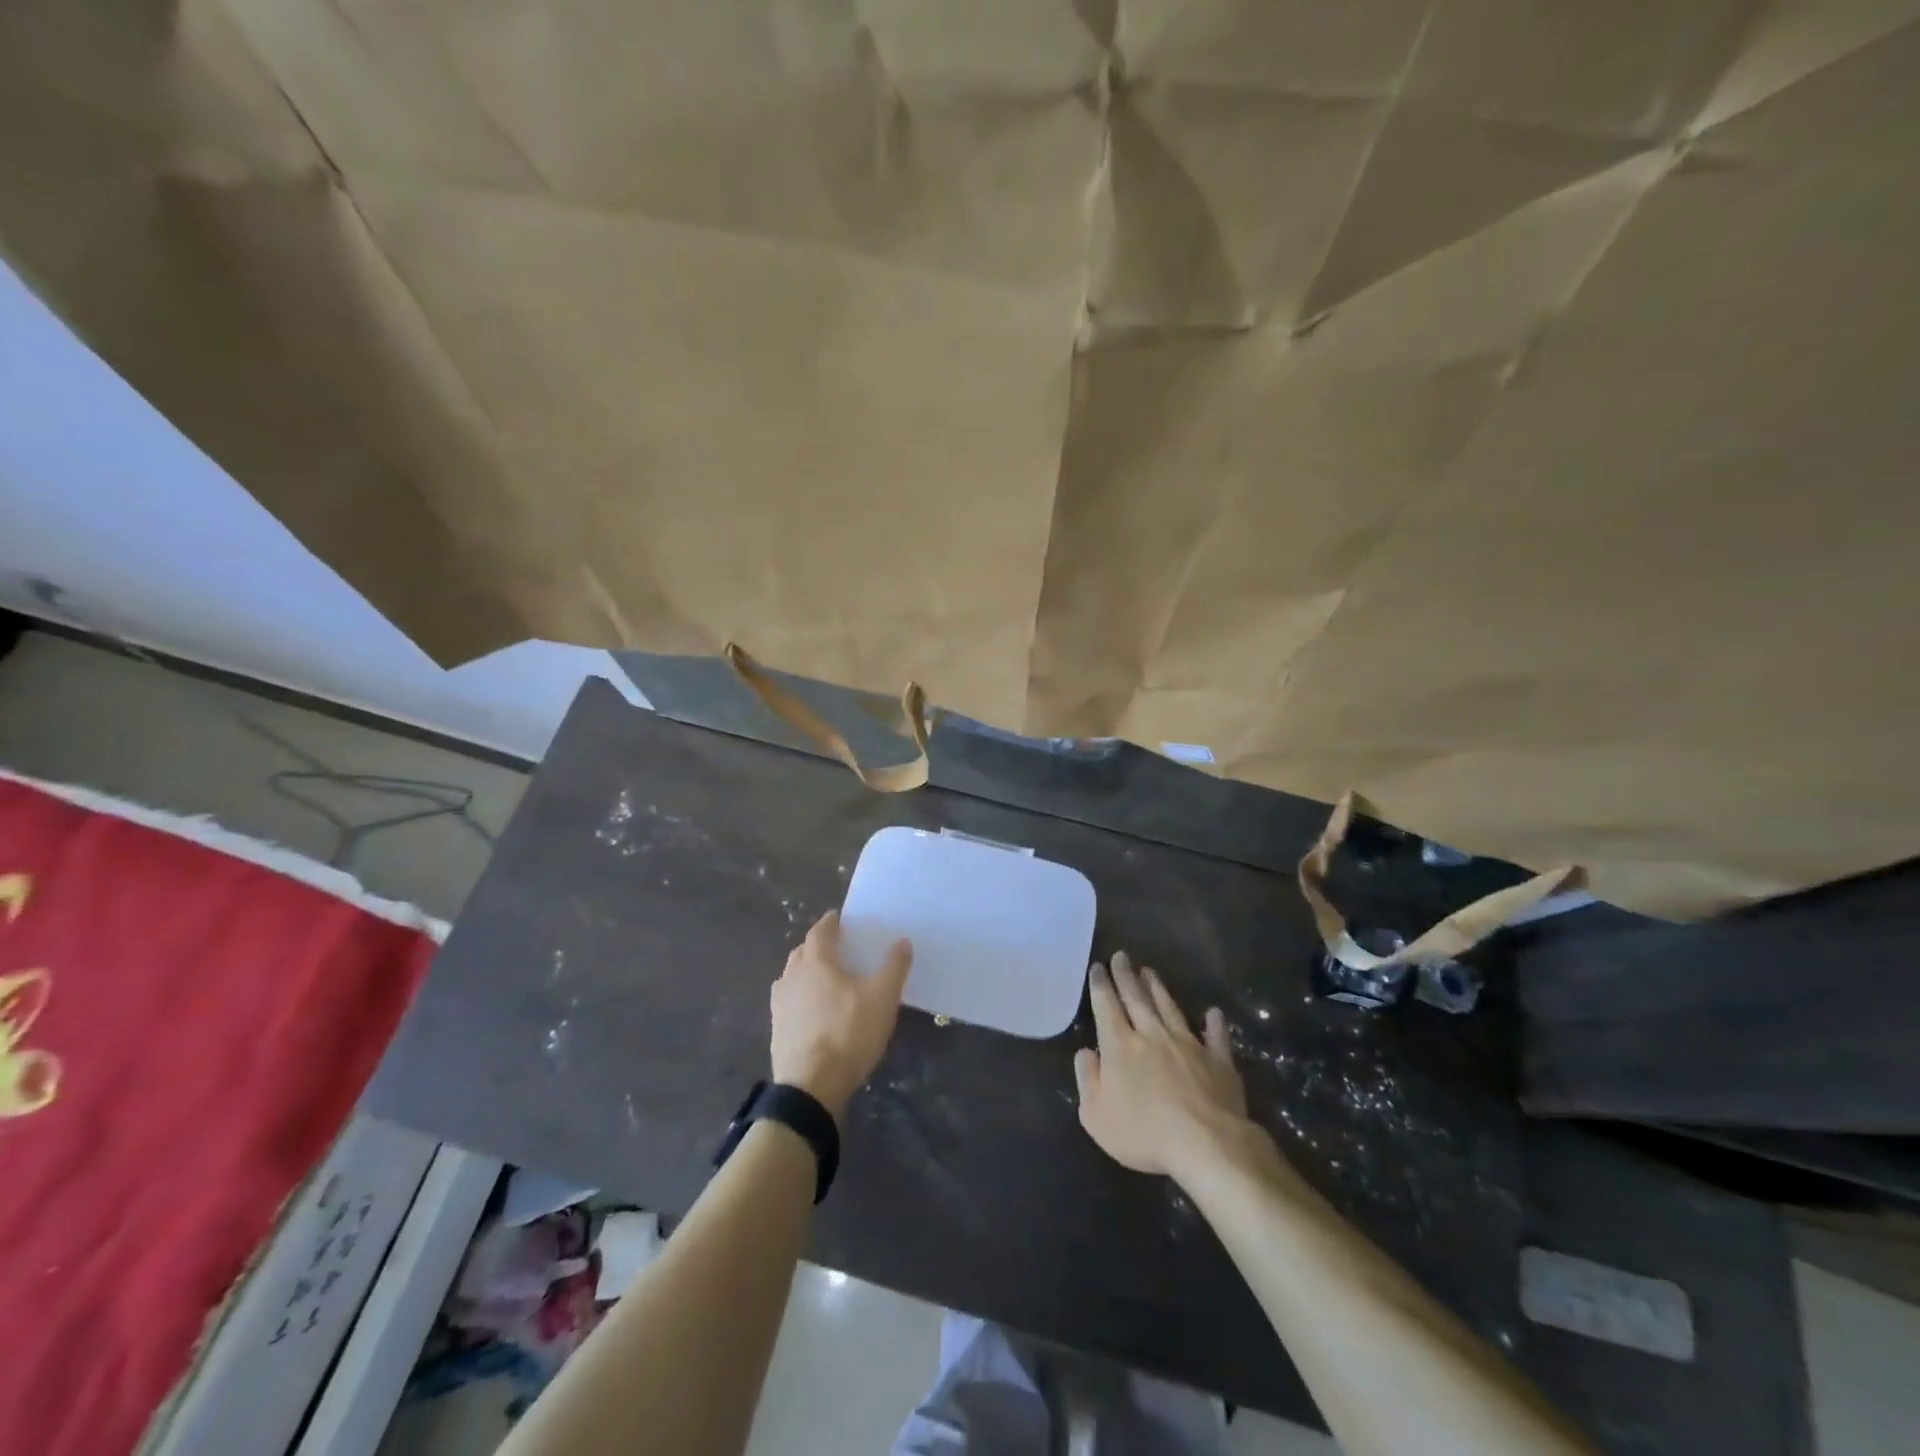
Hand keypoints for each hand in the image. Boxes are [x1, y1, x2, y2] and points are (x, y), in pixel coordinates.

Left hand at [770, 911, 912, 1118]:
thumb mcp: (882, 998)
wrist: (810, 1087)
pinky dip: (801, 998)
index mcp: (815, 962)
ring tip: (826, 980)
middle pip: (802, 953)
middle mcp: (791, 977)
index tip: (839, 918)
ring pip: (792, 977)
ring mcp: (780, 1005)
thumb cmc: (848, 1033)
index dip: (830, 923)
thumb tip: (902, 941)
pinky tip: (814, 1011)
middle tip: (837, 949)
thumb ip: (894, 966)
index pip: (819, 932)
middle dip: (817, 946)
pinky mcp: (777, 1031)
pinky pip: (789, 1002)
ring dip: (806, 972)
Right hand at [1074, 951, 1253, 1179]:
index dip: (1100, 985)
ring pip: (1169, 1008)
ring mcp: (1188, 1044)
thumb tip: (1085, 1053)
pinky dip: (1213, 1023)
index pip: (1106, 1006)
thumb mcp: (1096, 1115)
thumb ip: (1087, 1080)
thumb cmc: (1143, 1133)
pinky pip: (1215, 1036)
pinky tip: (1213, 1012)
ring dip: (1158, 989)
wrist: (1206, 1144)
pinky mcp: (1218, 1061)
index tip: (1098, 967)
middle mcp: (1152, 1035)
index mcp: (1119, 1046)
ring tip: (1150, 972)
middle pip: (1136, 998)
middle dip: (1126, 976)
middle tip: (1122, 956)